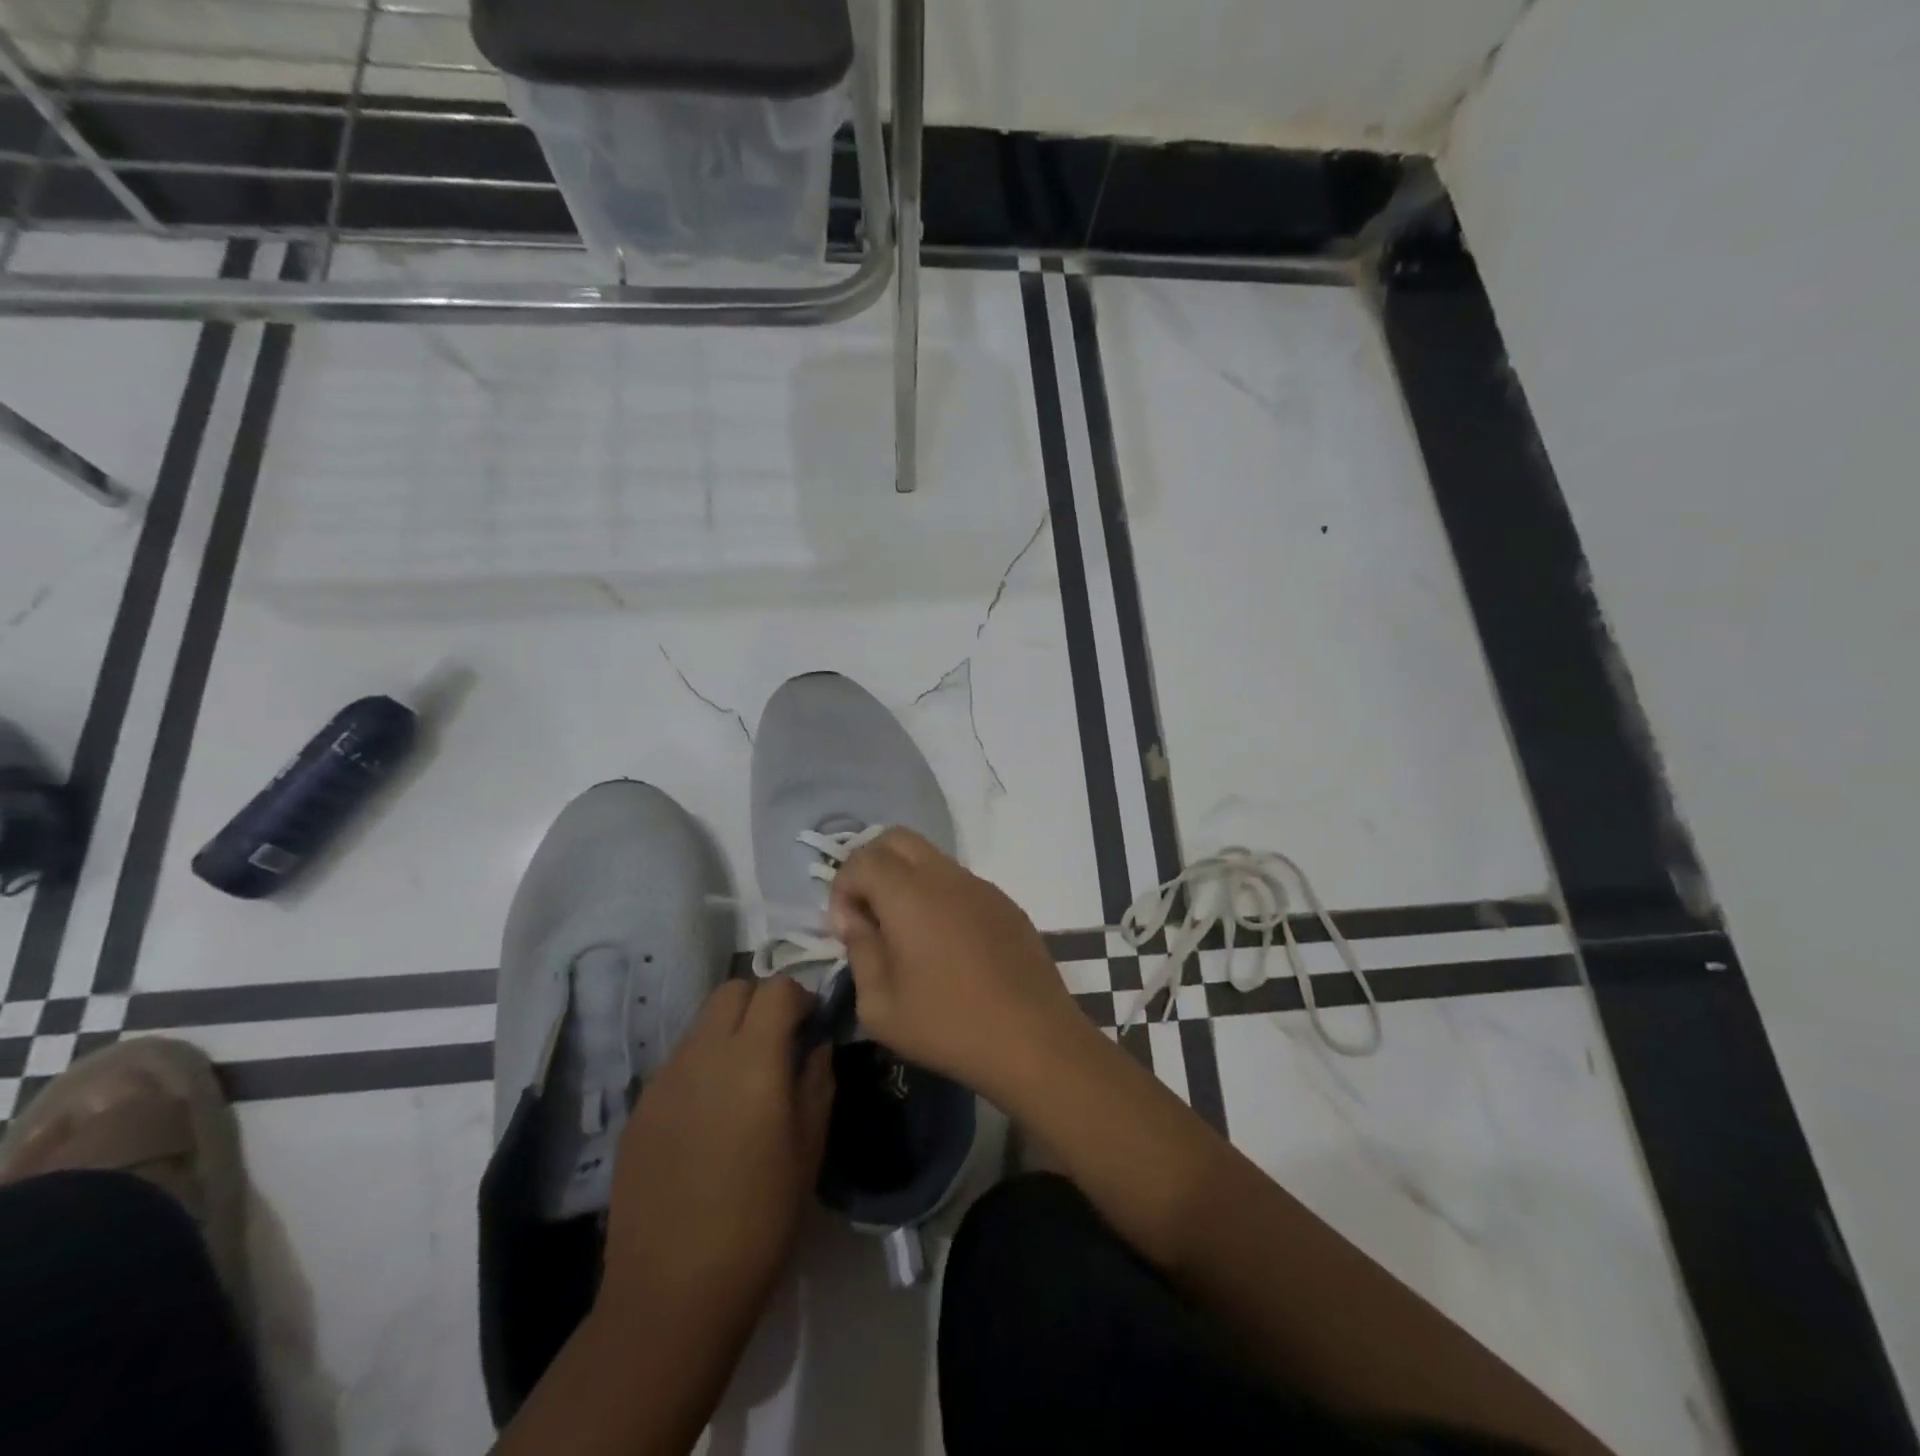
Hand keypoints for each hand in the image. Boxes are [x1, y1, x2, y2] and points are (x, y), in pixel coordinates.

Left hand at [596, 978, 833, 1336]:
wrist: (670, 1294)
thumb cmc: (759, 1222)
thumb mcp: (809, 1150)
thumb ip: (817, 1082)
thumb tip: (816, 1046)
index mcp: (752, 1060)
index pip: (777, 988)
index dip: (800, 996)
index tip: (812, 1025)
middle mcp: (703, 1055)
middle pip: (732, 990)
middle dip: (761, 1001)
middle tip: (779, 1042)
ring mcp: (664, 1080)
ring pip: (701, 1024)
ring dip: (730, 1033)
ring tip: (744, 1084)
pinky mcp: (639, 1109)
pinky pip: (678, 1064)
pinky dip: (702, 1067)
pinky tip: (710, 1119)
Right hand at [829, 828, 1089, 1099]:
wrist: (1033, 1039)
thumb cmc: (948, 1025)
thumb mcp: (880, 1005)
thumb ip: (860, 950)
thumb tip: (858, 921)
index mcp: (908, 894)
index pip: (861, 858)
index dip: (843, 889)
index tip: (848, 931)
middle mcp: (945, 876)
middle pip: (896, 839)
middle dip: (872, 866)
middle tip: (869, 914)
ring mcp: (981, 886)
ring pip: (931, 858)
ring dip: (907, 880)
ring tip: (907, 934)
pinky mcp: (1005, 903)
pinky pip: (960, 882)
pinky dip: (939, 897)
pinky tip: (947, 946)